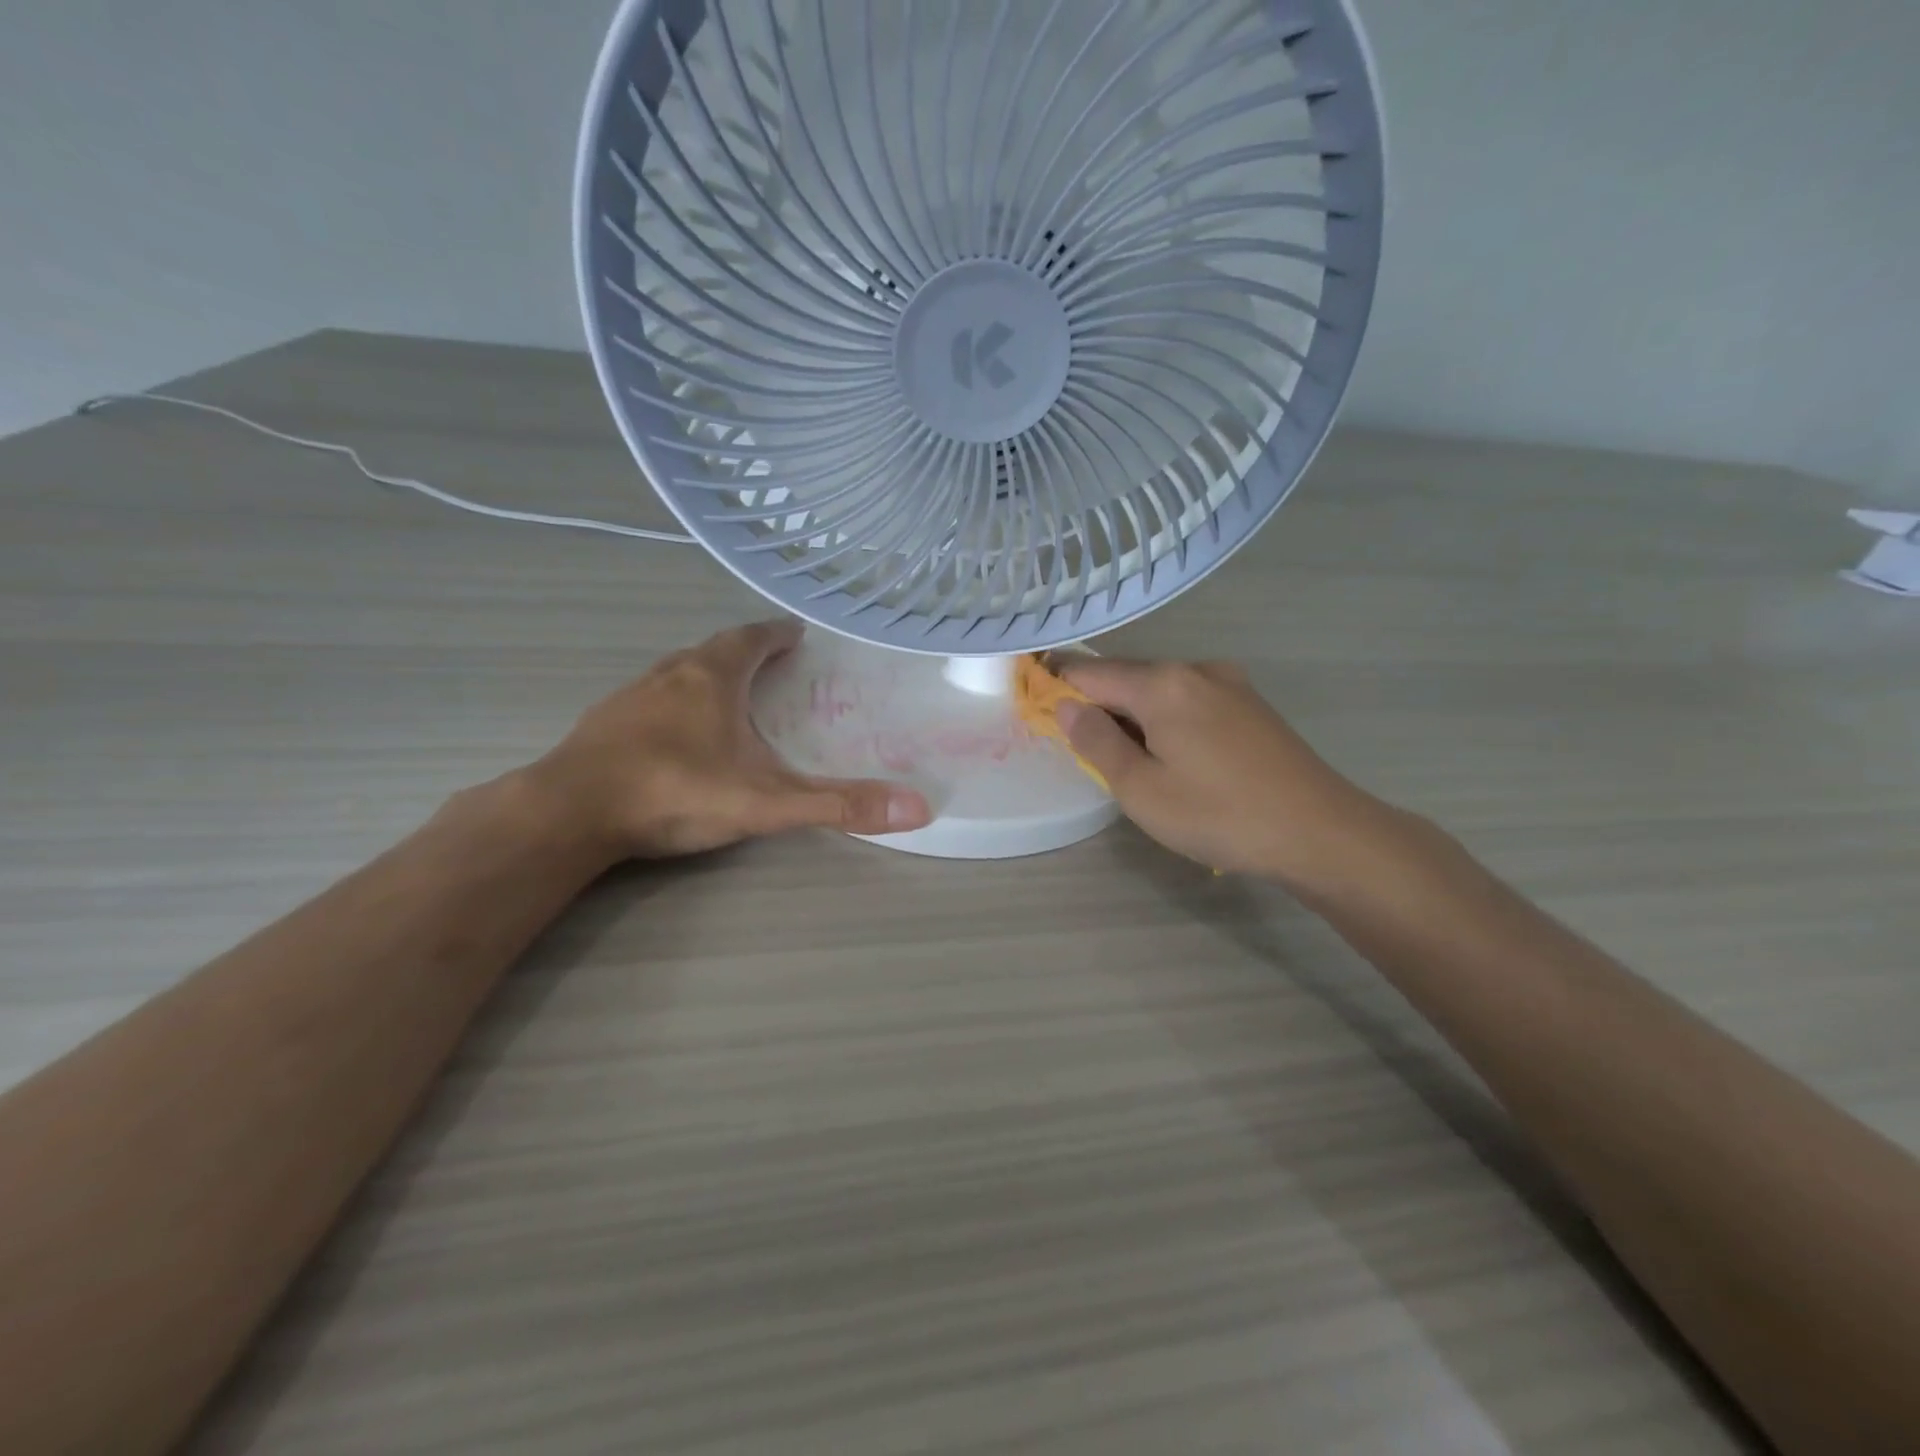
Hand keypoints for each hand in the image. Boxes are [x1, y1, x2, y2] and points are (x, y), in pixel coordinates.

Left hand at [524, 619, 930, 859]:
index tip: (798, 633)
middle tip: (774, 666)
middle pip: (716, 649)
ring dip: (710, 675)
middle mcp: (671, 672)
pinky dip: (676, 702)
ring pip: (680, 671)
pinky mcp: (604, 722)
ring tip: (732, 695)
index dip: (778, 633)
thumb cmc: (675, 792)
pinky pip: (652, 698)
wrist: (569, 813)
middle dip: (747, 652)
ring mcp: (631, 695)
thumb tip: (918, 808)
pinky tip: (679, 733)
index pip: (753, 637)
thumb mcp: (767, 802)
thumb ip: (838, 805)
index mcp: (713, 676)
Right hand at [1056, 657, 1389, 888]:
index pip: (1089, 672)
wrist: (1321, 832)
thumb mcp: (1142, 789)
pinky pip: (1188, 700)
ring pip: (1158, 690)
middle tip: (1080, 748)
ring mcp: (1228, 683)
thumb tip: (1066, 706)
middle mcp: (1194, 669)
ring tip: (1127, 761)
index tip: (1032, 703)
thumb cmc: (1219, 815)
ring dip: (1132, 715)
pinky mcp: (1250, 704)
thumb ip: (1097, 742)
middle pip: (1125, 677)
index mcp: (1162, 683)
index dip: (1055, 685)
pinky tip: (1172, 756)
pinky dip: (1164, 719)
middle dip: (1096, 705)